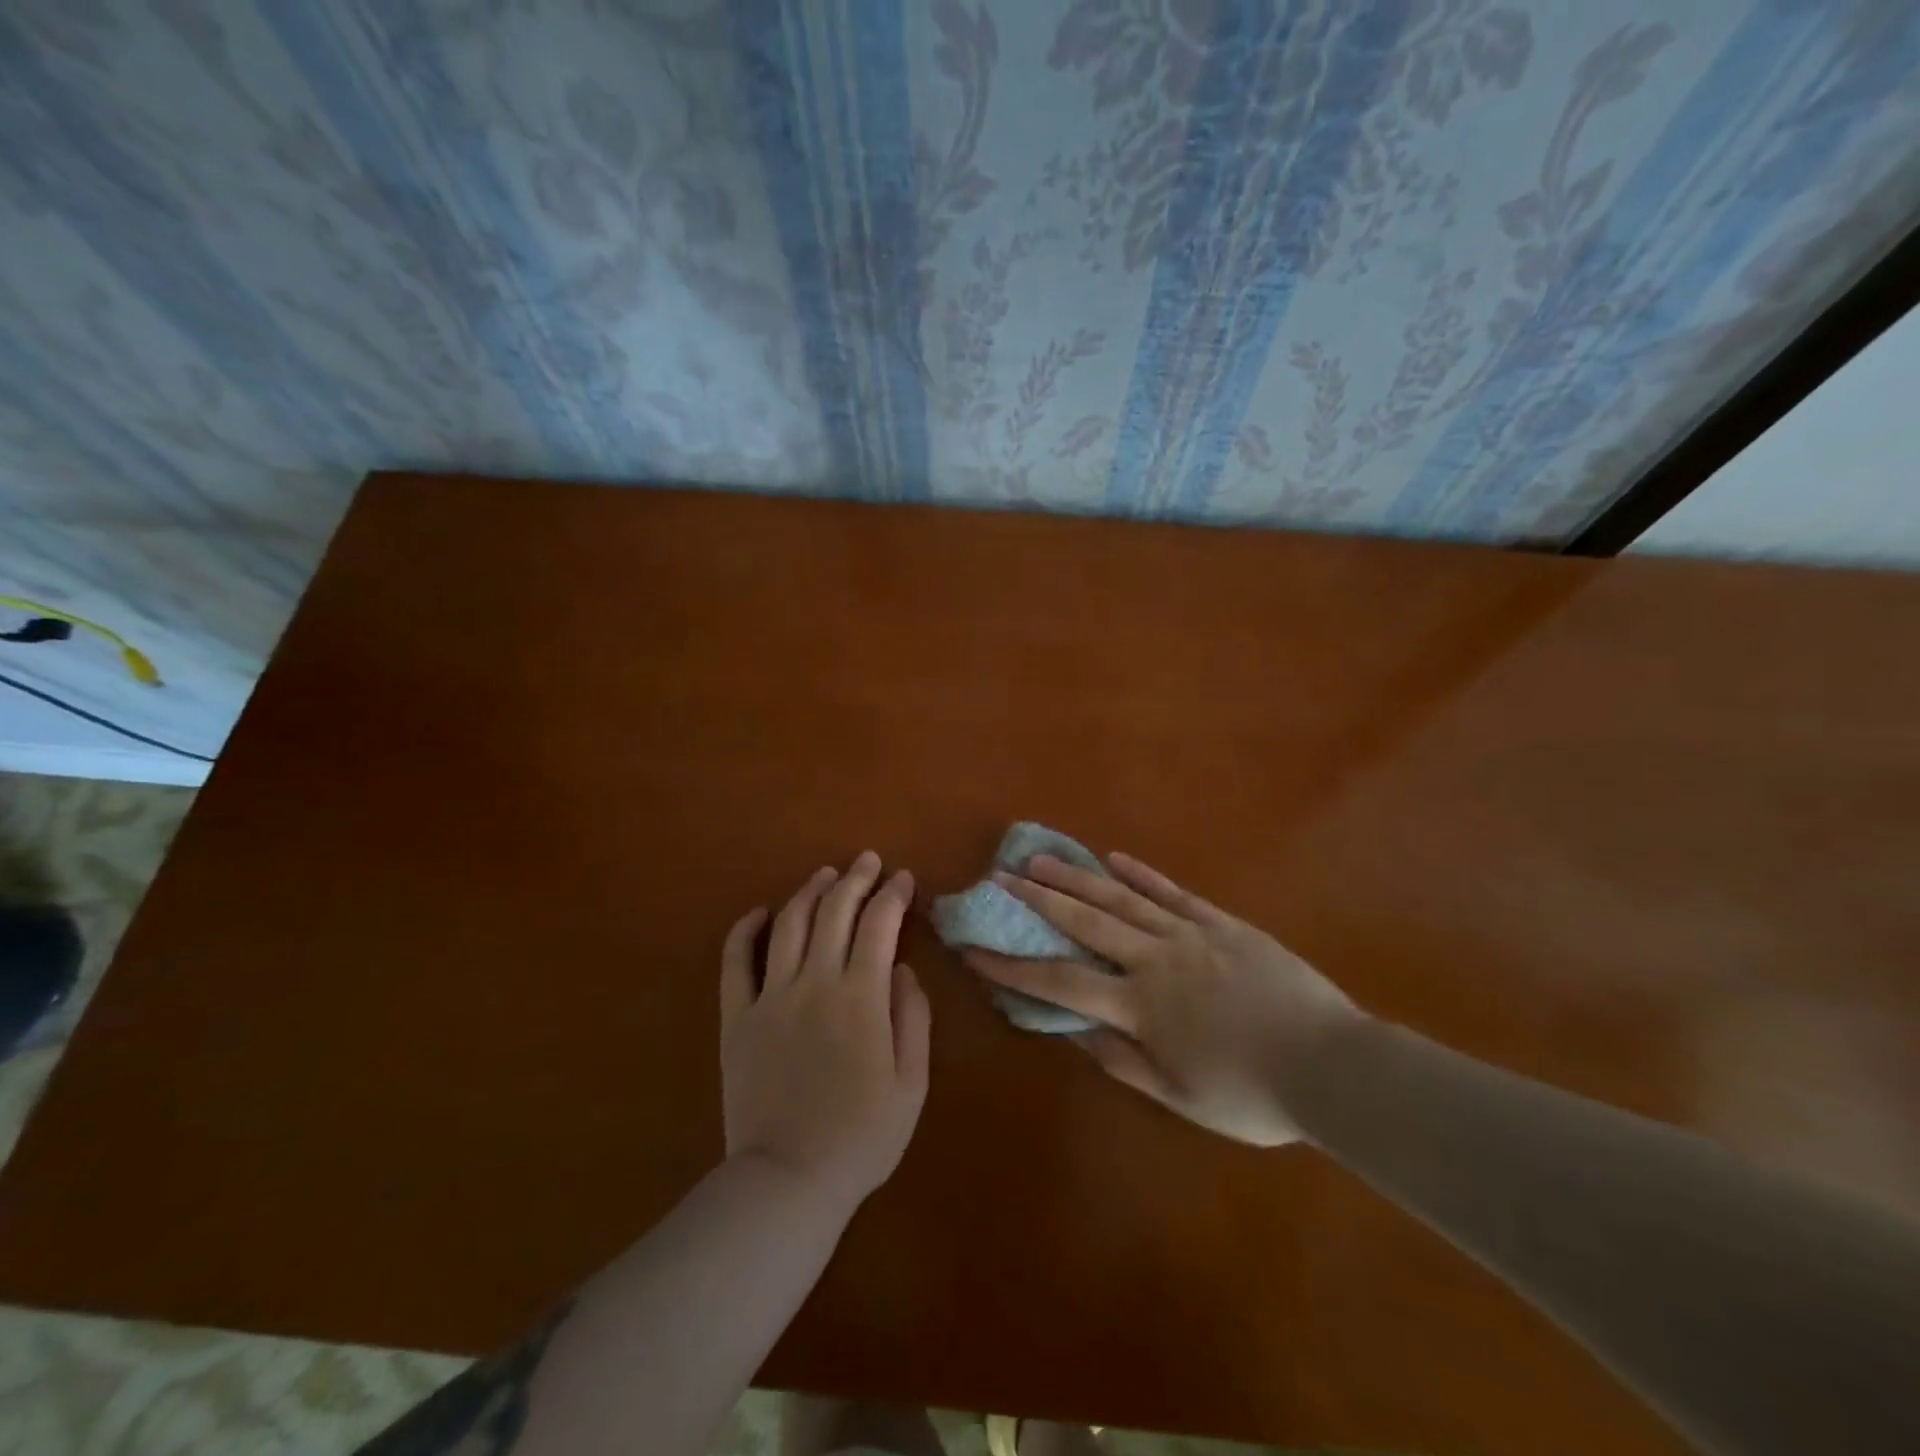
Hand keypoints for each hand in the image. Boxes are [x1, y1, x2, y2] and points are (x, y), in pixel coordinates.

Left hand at [720, 852, 931, 1207]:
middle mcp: (815, 982)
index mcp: (861, 996)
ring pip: (789, 925)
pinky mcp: (738, 1018)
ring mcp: (771, 997)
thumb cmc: (862, 1136)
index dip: (893, 895)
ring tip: (825, 875)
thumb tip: (902, 970)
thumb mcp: (911, 1083)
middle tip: (868, 861)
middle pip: (835, 912)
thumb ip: (912, 1018)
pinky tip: (759, 912)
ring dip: (809, 892)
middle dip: (855, 879)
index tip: (903, 878)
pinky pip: (735, 963)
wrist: (788, 1180)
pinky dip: (744, 931)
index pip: (879, 925)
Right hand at [966, 853, 1365, 1145]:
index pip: (1061, 981)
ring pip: (1123, 898)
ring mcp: (1190, 934)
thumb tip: (1072, 1029)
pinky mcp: (1222, 923)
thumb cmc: (1252, 1093)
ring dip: (1078, 877)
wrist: (1333, 1065)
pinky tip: (1116, 858)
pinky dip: (1142, 874)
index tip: (975, 950)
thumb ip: (1122, 1060)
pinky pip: (1173, 893)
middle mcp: (1155, 959)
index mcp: (1141, 1005)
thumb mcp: (1180, 1096)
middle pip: (1085, 922)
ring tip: (1041, 858)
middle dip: (1037, 900)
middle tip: (1001, 876)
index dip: (1013, 967)